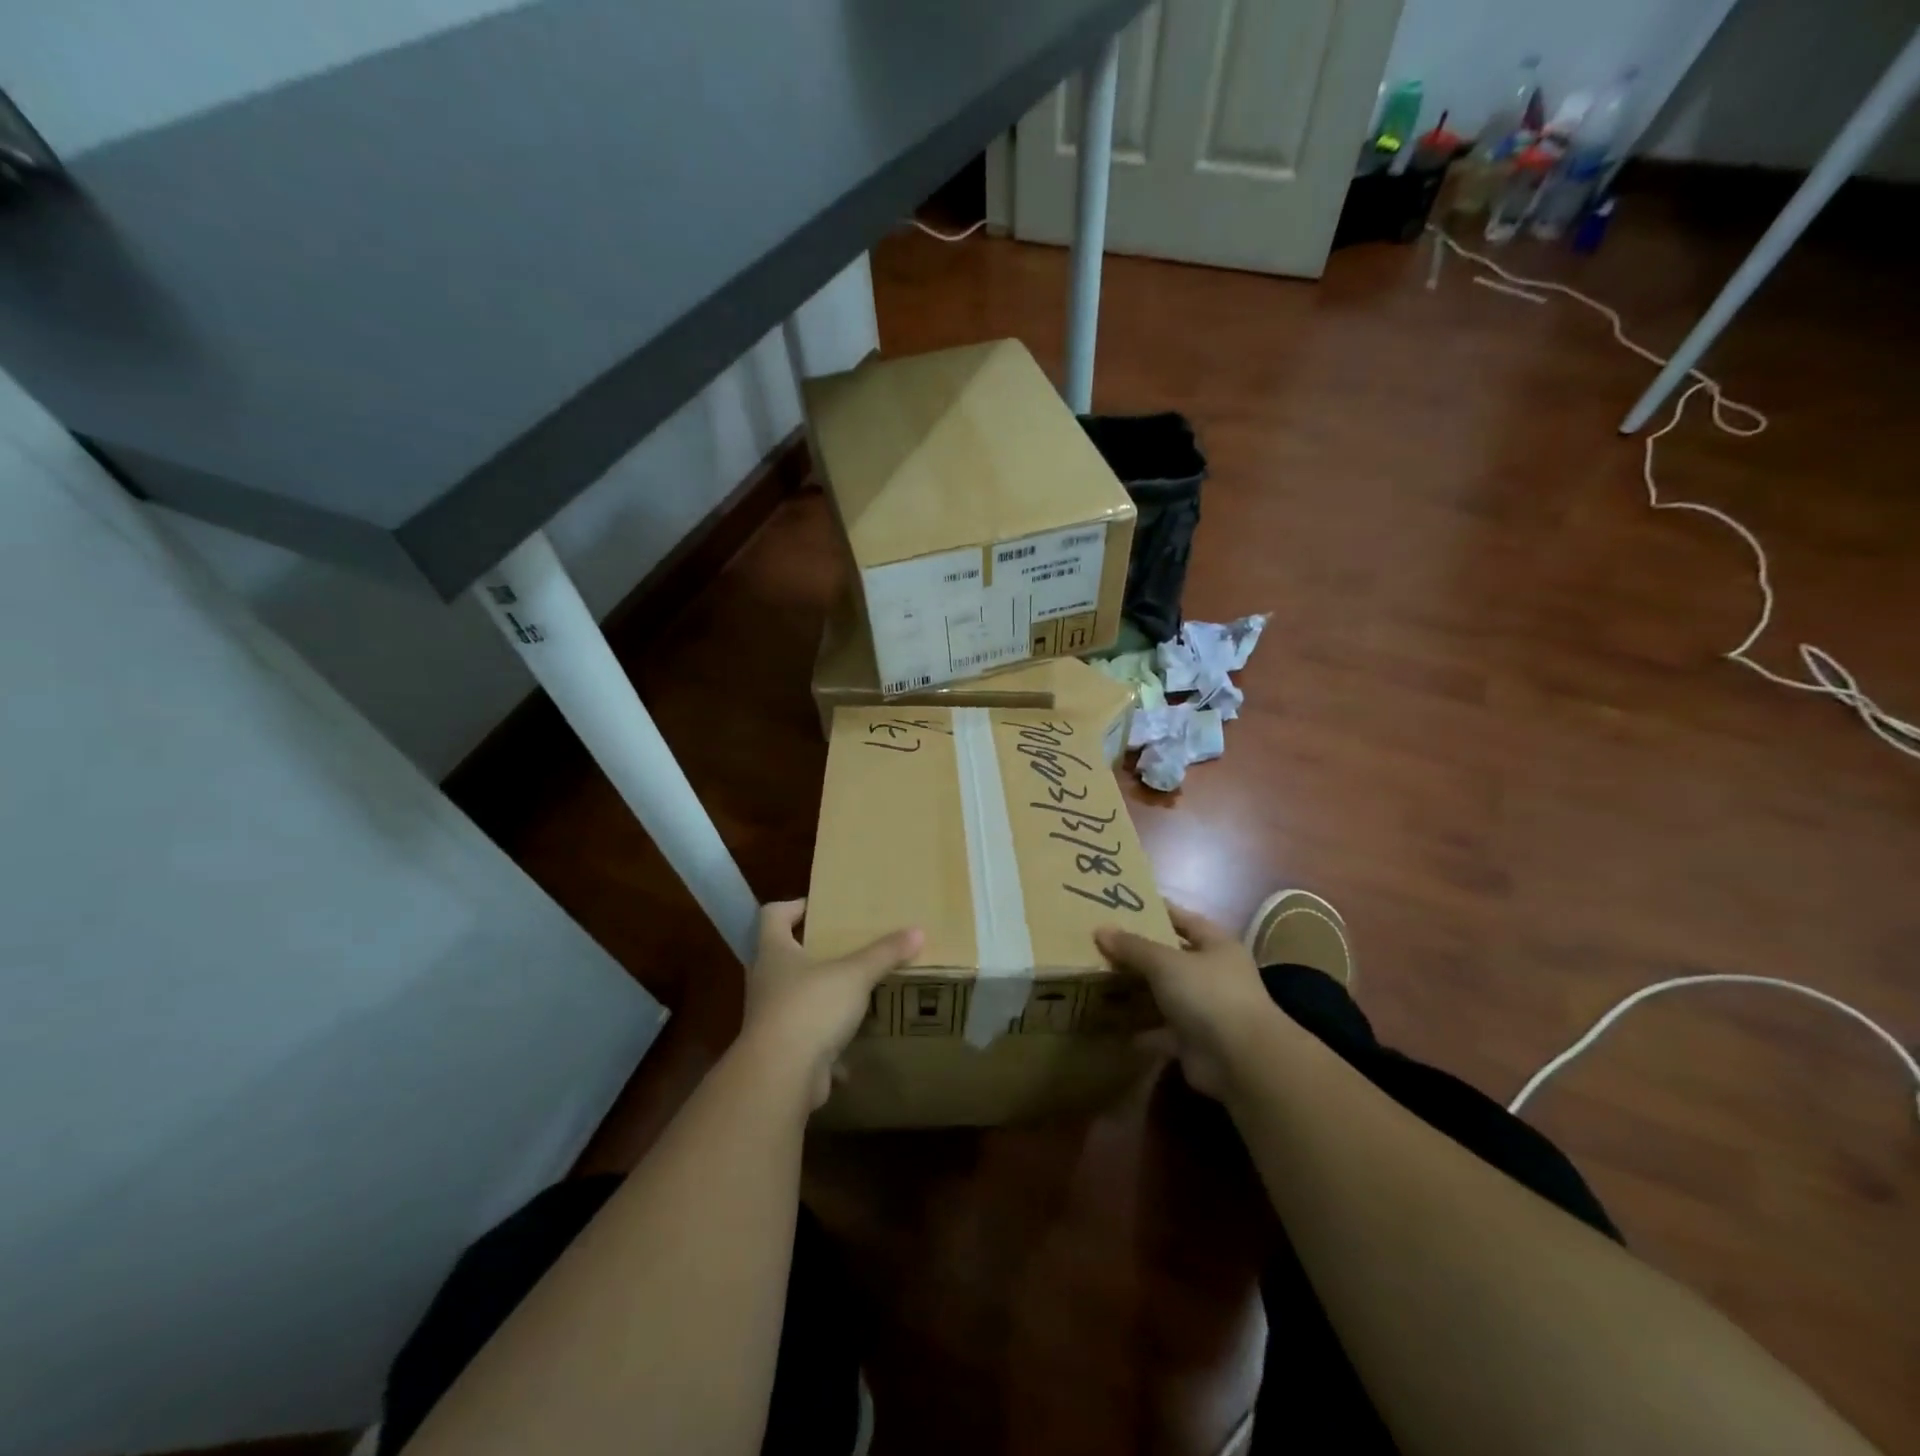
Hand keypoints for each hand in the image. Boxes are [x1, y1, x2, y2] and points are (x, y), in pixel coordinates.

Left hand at [742, 900, 922, 1107]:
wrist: (780, 1077)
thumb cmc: (810, 1008)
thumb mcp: (854, 975)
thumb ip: (884, 953)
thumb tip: (918, 931)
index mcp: (774, 952)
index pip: (773, 916)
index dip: (792, 906)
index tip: (818, 906)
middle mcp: (766, 981)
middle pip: (783, 956)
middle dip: (811, 951)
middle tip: (843, 946)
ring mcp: (770, 1019)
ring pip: (795, 997)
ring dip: (820, 994)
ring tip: (853, 990)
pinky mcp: (781, 1051)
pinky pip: (805, 1036)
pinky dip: (826, 1038)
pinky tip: (852, 1042)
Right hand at [1095, 905, 1280, 1098]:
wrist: (1240, 1060)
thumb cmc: (1208, 994)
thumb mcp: (1165, 962)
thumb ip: (1133, 947)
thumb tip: (1101, 930)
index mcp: (1217, 946)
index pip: (1184, 920)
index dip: (1158, 911)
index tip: (1126, 905)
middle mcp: (1214, 975)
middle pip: (1172, 958)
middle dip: (1140, 954)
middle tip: (1102, 944)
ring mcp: (1205, 1010)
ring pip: (1165, 995)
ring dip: (1139, 993)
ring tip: (1102, 982)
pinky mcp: (1194, 1042)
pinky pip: (1161, 1031)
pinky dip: (1141, 1030)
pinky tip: (1113, 1025)